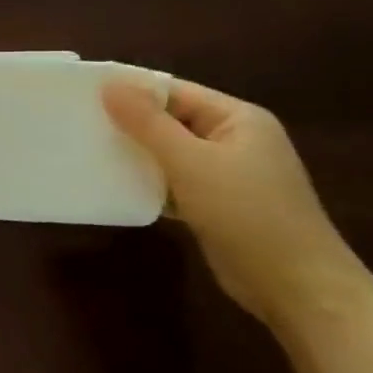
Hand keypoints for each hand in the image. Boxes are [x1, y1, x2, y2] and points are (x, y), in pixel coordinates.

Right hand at [102, 78, 365, 328]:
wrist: (297, 287)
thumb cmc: (248, 214)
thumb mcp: (191, 163)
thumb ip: (148, 123)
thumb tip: (109, 84)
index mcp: (237, 119)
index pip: (174, 91)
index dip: (130, 90)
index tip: (81, 95)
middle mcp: (234, 139)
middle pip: (169, 120)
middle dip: (126, 123)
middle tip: (75, 123)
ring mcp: (226, 173)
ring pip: (168, 153)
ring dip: (133, 154)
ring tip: (85, 151)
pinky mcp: (215, 203)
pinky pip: (172, 181)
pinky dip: (146, 182)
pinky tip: (113, 186)